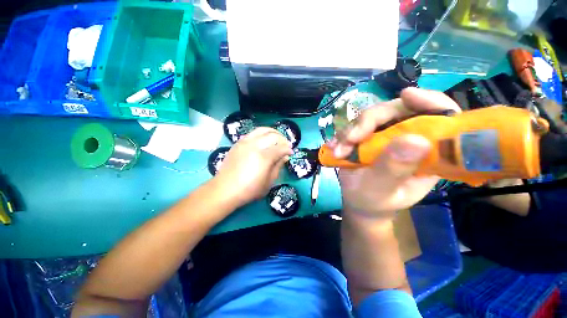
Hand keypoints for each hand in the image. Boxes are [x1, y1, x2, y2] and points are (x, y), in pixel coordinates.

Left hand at [215, 127, 293, 207]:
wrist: (225, 189)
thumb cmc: (249, 189)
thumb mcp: (268, 182)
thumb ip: (278, 166)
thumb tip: (285, 156)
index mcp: (264, 157)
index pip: (280, 148)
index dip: (288, 149)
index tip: (291, 152)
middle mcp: (255, 146)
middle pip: (273, 136)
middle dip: (283, 139)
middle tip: (286, 145)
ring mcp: (245, 142)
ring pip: (262, 130)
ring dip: (273, 132)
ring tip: (277, 137)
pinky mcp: (238, 143)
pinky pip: (252, 133)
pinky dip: (261, 133)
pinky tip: (263, 139)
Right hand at [330, 87, 460, 219]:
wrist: (358, 202)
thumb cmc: (375, 201)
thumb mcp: (383, 190)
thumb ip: (395, 169)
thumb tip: (415, 140)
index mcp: (428, 152)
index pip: (441, 117)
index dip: (429, 101)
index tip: (406, 95)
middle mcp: (409, 137)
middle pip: (396, 110)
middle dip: (368, 122)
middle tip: (349, 139)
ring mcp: (386, 136)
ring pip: (370, 118)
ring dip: (349, 132)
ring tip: (338, 151)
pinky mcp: (368, 137)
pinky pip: (354, 127)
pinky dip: (341, 135)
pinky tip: (333, 147)